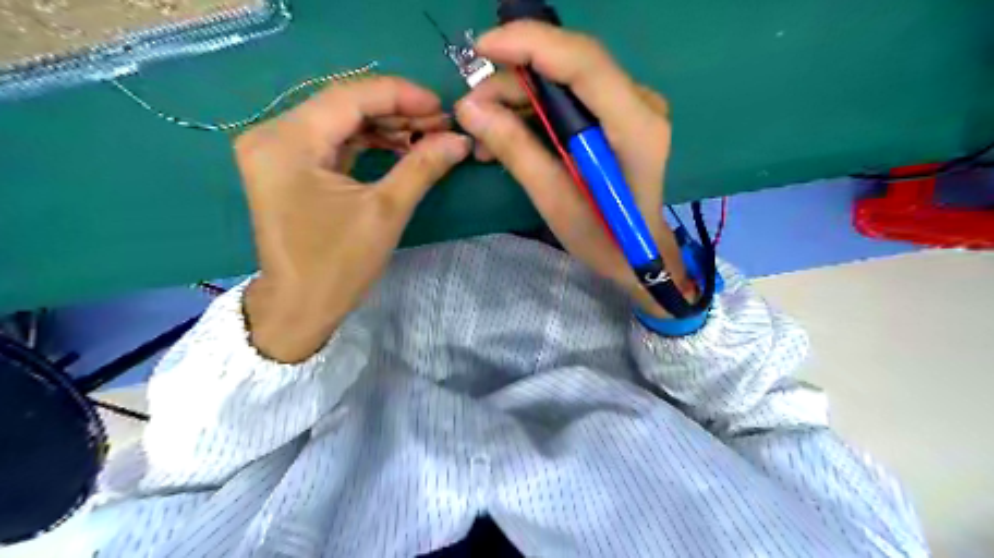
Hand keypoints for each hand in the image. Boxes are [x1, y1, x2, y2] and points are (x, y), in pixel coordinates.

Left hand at [236, 77, 470, 361]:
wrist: (300, 307)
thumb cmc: (339, 265)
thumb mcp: (386, 212)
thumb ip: (422, 167)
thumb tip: (460, 139)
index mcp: (287, 143)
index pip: (349, 97)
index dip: (400, 96)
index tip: (441, 107)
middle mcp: (271, 134)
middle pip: (342, 105)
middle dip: (395, 111)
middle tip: (439, 124)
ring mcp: (275, 150)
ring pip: (338, 121)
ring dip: (383, 126)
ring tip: (425, 136)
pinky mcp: (285, 165)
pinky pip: (331, 140)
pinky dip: (366, 141)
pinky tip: (398, 146)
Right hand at [456, 21, 693, 314]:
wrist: (637, 253)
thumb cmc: (603, 237)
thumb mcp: (555, 201)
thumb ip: (516, 151)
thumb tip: (469, 109)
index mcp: (635, 127)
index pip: (583, 62)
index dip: (530, 44)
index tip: (480, 49)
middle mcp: (640, 103)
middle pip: (570, 65)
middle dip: (514, 79)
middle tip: (472, 109)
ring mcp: (632, 106)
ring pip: (565, 79)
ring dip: (519, 97)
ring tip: (483, 130)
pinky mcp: (618, 115)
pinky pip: (569, 96)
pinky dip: (534, 109)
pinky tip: (507, 131)